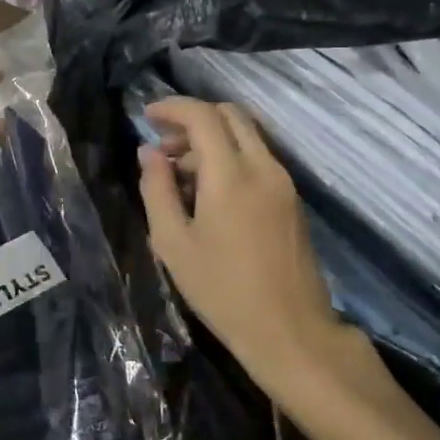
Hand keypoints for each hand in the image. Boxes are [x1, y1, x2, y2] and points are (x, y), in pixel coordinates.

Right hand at [139, 98, 395, 408]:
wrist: (290, 332)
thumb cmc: (222, 290)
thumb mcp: (172, 243)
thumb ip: (156, 190)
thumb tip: (149, 153)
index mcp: (231, 175)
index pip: (203, 116)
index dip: (172, 107)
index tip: (147, 116)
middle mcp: (263, 168)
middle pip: (231, 115)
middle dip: (193, 119)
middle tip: (163, 145)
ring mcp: (283, 183)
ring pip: (246, 136)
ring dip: (211, 140)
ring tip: (178, 175)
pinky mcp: (291, 200)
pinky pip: (257, 159)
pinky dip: (229, 158)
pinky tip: (207, 193)